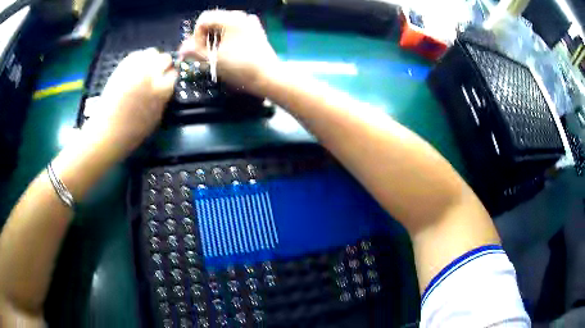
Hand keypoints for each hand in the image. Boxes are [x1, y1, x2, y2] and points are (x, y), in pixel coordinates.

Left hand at [82, 48, 177, 156]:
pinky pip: (136, 54)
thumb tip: (166, 87)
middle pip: (165, 58)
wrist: (108, 131)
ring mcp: (136, 69)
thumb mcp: (157, 117)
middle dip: (163, 65)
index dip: (170, 77)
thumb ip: (163, 98)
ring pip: (152, 52)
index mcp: (162, 90)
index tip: (166, 80)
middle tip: (156, 72)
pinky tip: (134, 68)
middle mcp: (152, 75)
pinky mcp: (123, 67)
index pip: (174, 73)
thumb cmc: (133, 131)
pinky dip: (138, 58)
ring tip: (145, 68)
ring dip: (152, 59)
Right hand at [179, 10, 278, 95]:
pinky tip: (229, 51)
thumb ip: (195, 52)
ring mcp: (250, 23)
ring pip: (224, 26)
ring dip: (215, 38)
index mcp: (231, 19)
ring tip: (216, 55)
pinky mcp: (256, 31)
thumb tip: (181, 49)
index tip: (199, 50)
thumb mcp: (214, 60)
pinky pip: (236, 30)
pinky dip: (228, 38)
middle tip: (205, 55)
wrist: (268, 77)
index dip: (196, 35)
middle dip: (205, 37)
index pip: (203, 19)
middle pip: (214, 21)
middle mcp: (241, 16)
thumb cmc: (241, 68)